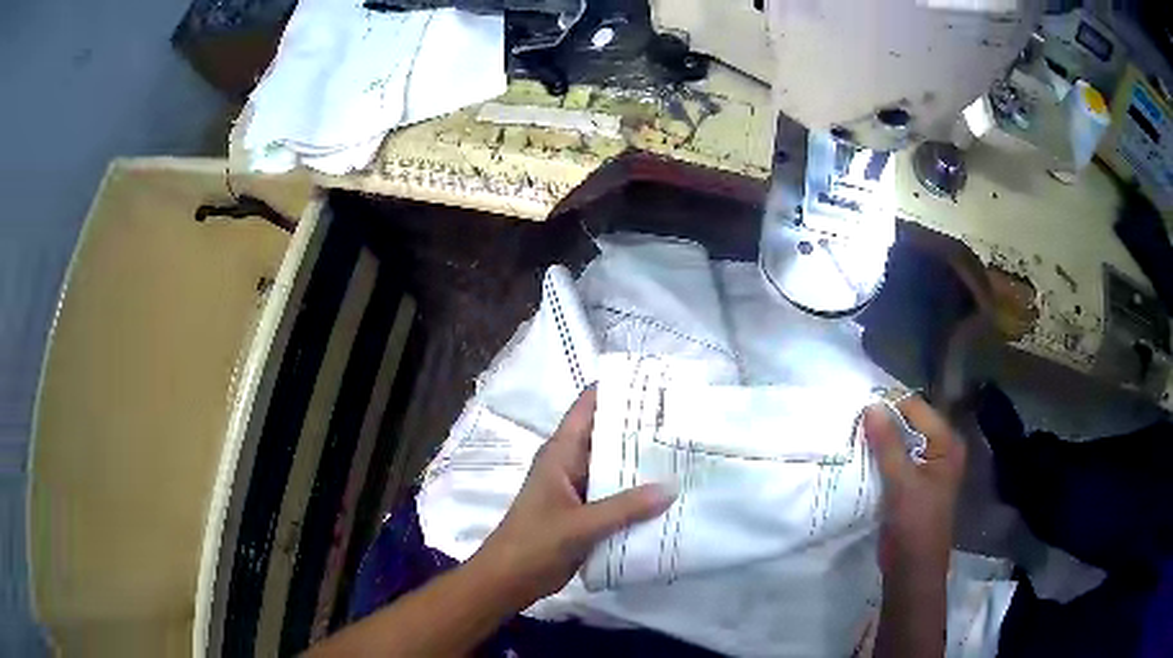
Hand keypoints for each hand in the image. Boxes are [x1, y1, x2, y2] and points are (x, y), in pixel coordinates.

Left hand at [472, 389, 676, 607]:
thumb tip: (672, 487)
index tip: (657, 383)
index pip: (588, 406)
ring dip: (644, 463)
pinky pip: (617, 495)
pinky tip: (669, 494)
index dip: (618, 390)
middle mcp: (571, 463)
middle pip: (609, 435)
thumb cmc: (534, 543)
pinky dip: (639, 493)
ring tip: (686, 452)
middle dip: (642, 427)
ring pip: (616, 467)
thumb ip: (625, 507)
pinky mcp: (587, 512)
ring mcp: (579, 489)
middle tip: (686, 420)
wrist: (510, 580)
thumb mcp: (579, 525)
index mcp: (561, 452)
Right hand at [863, 395, 966, 574]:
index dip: (889, 404)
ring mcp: (925, 467)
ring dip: (877, 440)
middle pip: (908, 424)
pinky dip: (878, 457)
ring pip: (898, 443)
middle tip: (850, 418)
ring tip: (849, 433)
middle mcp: (939, 449)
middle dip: (882, 421)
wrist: (912, 569)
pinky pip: (893, 461)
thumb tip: (870, 406)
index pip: (916, 409)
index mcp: (946, 443)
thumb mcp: (902, 482)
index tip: (857, 402)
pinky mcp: (911, 484)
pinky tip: (857, 455)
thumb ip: (887, 444)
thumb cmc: (915, 524)